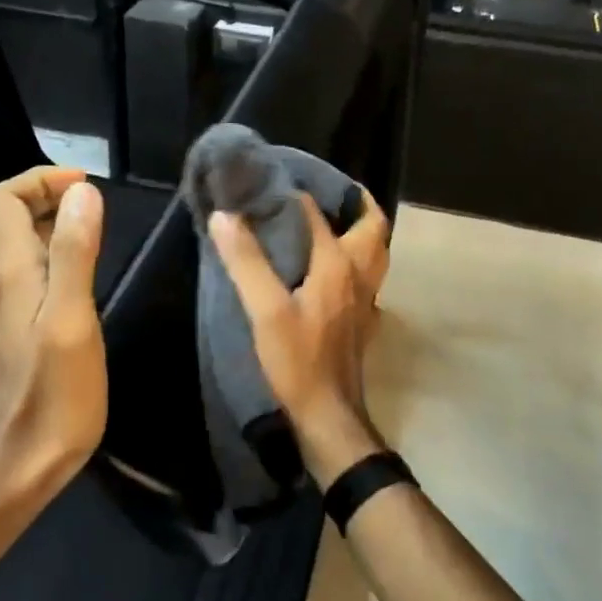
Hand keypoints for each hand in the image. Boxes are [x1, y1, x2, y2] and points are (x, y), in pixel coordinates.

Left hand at [0, 166, 107, 499]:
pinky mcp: (16, 328)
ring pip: (21, 243)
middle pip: (10, 215)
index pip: (4, 198)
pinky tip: (85, 273)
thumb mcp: (72, 319)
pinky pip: (31, 271)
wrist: (19, 466)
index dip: (41, 179)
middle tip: (97, 203)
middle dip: (49, 195)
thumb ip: (74, 252)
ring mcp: (5, 306)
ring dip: (54, 222)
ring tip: (97, 228)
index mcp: (9, 271)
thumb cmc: (53, 396)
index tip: (86, 185)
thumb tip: (83, 192)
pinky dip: (56, 253)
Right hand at [209, 188, 391, 484]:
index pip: (317, 216)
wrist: (328, 415)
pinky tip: (333, 274)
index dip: (295, 197)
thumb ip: (246, 261)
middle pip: (373, 228)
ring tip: (334, 224)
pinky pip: (367, 281)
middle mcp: (359, 276)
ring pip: (375, 255)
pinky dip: (356, 264)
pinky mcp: (363, 324)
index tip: (271, 185)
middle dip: (357, 204)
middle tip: (330, 193)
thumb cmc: (297, 360)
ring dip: (361, 233)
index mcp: (338, 265)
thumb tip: (226, 215)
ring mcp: (366, 302)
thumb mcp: (265, 310)